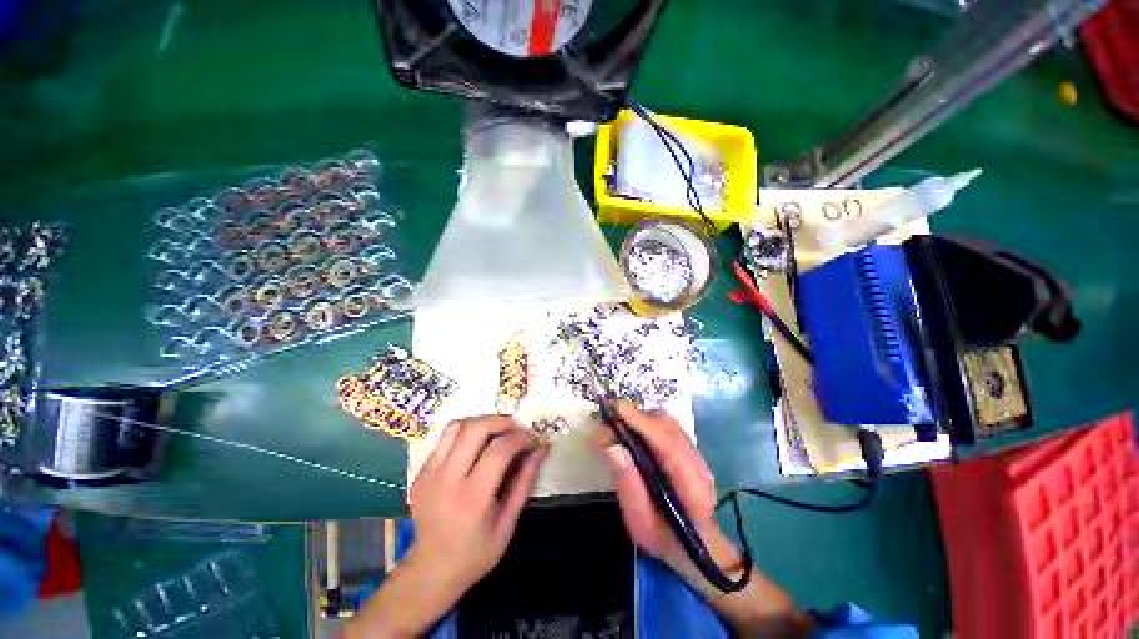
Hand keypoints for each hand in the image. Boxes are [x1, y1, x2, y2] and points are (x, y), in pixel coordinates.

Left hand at [346, 417, 546, 638]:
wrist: (429, 572)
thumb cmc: (475, 553)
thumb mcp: (508, 523)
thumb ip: (525, 481)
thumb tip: (541, 448)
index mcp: (472, 499)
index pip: (499, 450)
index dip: (520, 437)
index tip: (533, 438)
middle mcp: (446, 480)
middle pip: (475, 429)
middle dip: (501, 421)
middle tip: (516, 426)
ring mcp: (428, 474)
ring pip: (456, 427)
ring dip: (481, 421)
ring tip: (498, 430)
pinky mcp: (419, 472)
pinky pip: (445, 439)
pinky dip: (465, 432)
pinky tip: (477, 444)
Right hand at [592, 404, 804, 637]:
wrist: (695, 547)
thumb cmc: (665, 540)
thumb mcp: (640, 521)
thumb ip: (626, 482)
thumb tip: (609, 442)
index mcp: (692, 487)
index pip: (666, 443)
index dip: (640, 421)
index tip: (614, 408)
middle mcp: (698, 464)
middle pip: (667, 425)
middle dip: (635, 416)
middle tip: (608, 420)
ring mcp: (697, 454)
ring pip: (667, 422)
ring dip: (640, 417)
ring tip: (618, 425)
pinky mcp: (690, 449)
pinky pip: (667, 426)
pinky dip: (647, 422)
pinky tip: (633, 431)